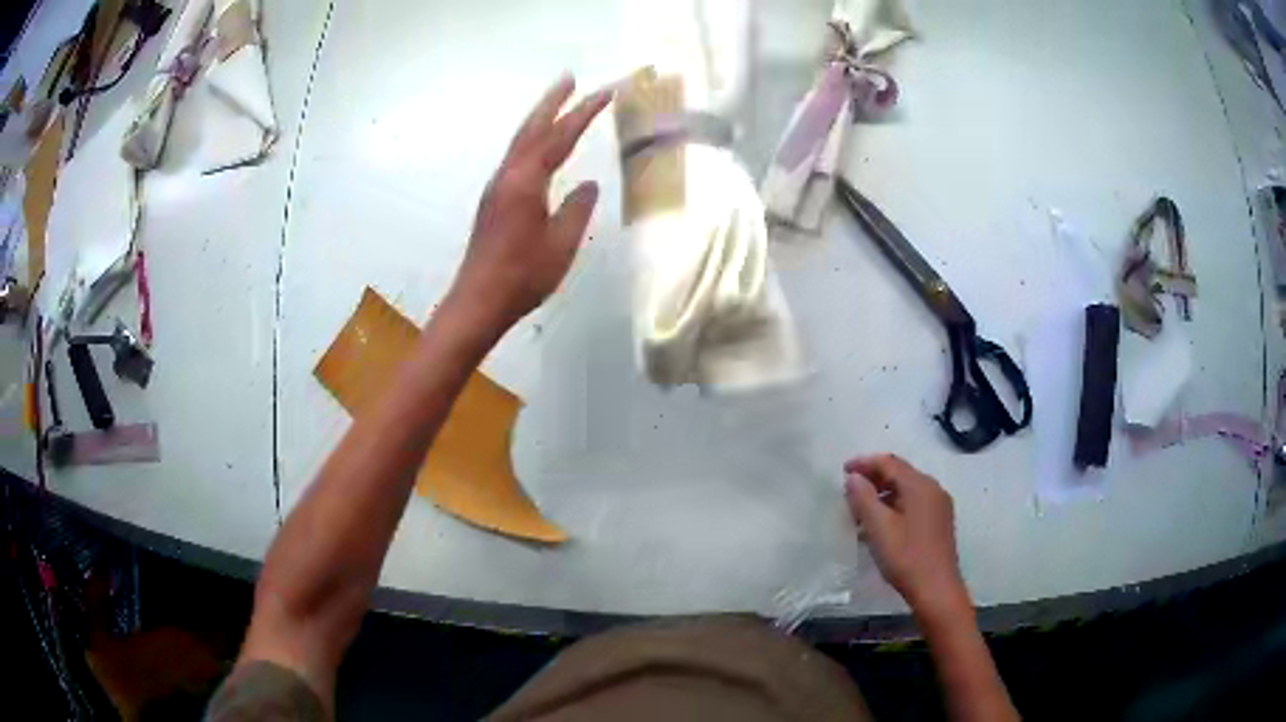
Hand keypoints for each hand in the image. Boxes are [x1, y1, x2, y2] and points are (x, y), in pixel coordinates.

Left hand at [448, 75, 611, 331]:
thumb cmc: (522, 276)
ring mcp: (497, 188)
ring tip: (557, 101)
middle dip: (552, 101)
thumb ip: (577, 210)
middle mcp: (508, 177)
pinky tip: (539, 146)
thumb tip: (588, 185)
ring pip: (520, 142)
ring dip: (539, 118)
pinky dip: (531, 140)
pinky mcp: (494, 201)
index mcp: (526, 182)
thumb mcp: (561, 245)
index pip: (559, 138)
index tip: (605, 93)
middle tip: (570, 78)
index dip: (583, 113)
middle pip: (531, 129)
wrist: (478, 301)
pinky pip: (516, 158)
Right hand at [844, 455, 970, 620]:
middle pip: (899, 474)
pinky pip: (913, 504)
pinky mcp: (939, 522)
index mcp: (920, 485)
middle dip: (873, 479)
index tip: (843, 471)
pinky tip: (881, 525)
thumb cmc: (906, 557)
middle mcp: (933, 489)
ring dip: (882, 495)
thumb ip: (863, 498)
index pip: (889, 462)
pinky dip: (894, 506)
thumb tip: (853, 477)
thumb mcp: (879, 527)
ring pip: (906, 490)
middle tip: (849, 491)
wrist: (936, 589)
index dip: (864, 463)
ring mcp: (938, 506)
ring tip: (860, 511)